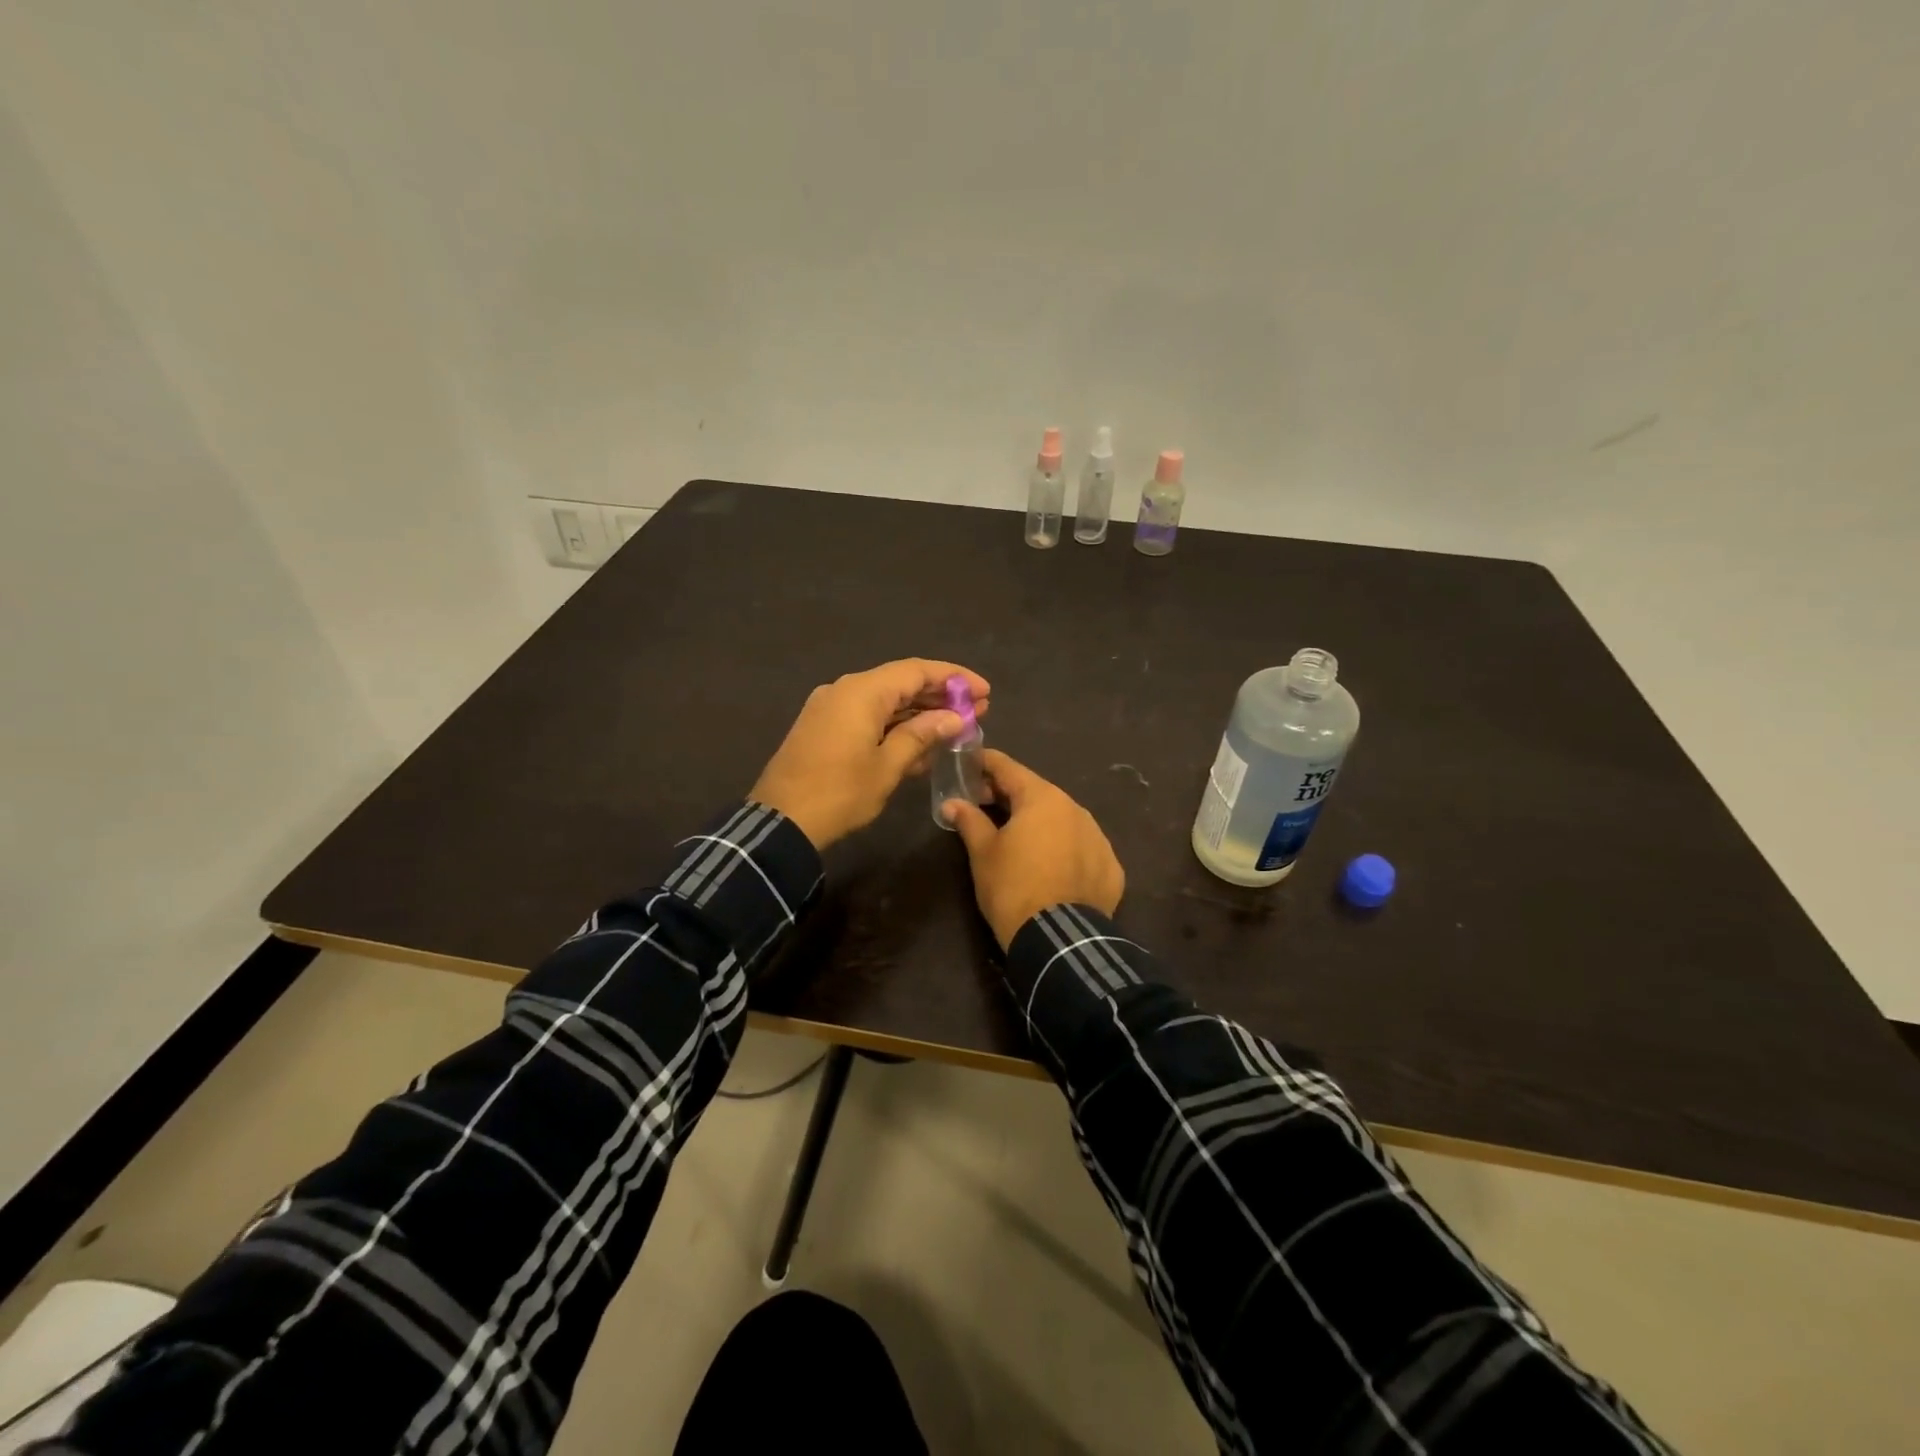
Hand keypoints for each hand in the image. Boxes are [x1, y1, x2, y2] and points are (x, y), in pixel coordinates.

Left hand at [751, 659, 991, 848]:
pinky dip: (895, 727)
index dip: (954, 678)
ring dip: (920, 713)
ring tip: (956, 728)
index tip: (984, 691)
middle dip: (940, 696)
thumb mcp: (888, 766)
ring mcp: (831, 708)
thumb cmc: (840, 793)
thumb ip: (922, 735)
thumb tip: (954, 718)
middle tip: (978, 710)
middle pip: (901, 683)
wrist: (781, 823)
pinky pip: (867, 718)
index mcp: (862, 691)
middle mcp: (845, 690)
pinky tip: (921, 745)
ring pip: (885, 702)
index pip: (917, 671)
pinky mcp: (823, 728)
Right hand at [943, 750, 1124, 949]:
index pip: (1009, 768)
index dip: (986, 763)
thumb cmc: (1012, 888)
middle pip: (1037, 793)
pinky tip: (1049, 865)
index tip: (970, 762)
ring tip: (1018, 838)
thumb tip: (952, 803)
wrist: (1059, 941)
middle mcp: (1075, 809)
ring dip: (1039, 822)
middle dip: (1009, 795)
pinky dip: (1063, 848)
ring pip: (1062, 819)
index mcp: (1042, 798)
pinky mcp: (1111, 866)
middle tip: (983, 803)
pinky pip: (1081, 847)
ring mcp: (1098, 837)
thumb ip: (969, 820)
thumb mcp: (983, 853)